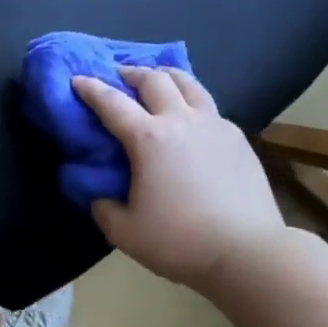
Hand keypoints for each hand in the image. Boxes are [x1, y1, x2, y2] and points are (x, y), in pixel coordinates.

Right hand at [73, 66, 287, 288]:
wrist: (249, 254)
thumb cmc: (181, 241)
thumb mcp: (124, 232)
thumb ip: (103, 208)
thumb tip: (99, 195)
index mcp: (147, 138)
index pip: (111, 102)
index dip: (90, 88)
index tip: (77, 78)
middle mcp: (180, 121)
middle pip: (153, 79)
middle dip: (131, 72)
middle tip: (119, 75)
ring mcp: (214, 125)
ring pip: (188, 83)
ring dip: (166, 76)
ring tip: (158, 78)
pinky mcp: (238, 138)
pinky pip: (209, 108)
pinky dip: (192, 102)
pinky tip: (190, 119)